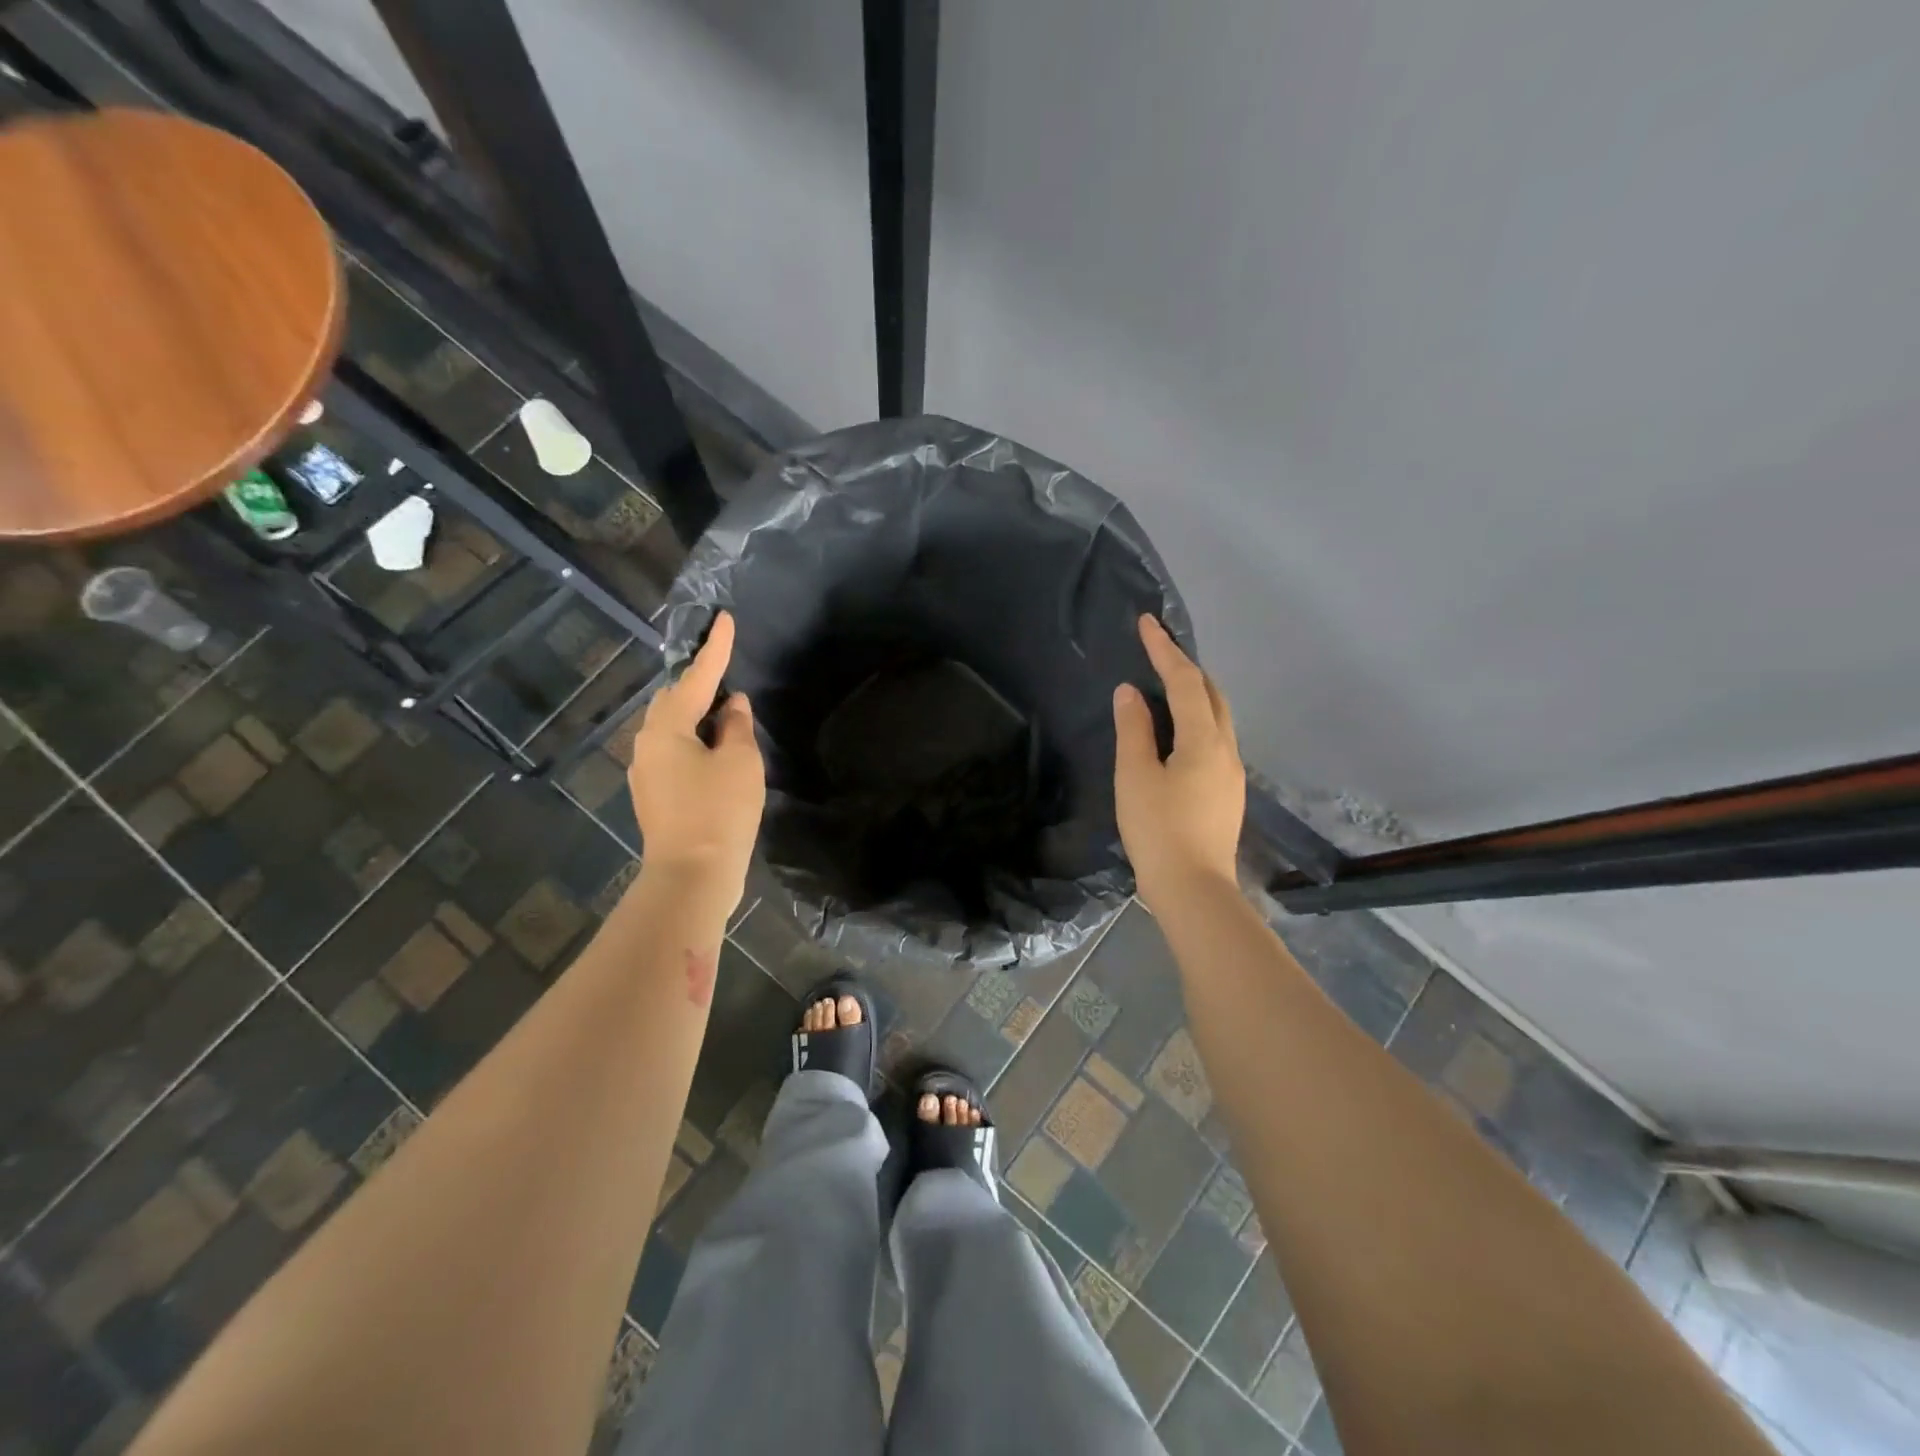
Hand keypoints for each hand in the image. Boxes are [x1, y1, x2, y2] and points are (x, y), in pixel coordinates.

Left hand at [628, 612, 765, 906]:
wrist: (692, 876)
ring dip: (698, 719)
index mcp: (666, 728)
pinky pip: (674, 754)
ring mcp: (646, 772)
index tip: (724, 620)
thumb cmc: (719, 811)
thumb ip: (736, 725)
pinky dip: (695, 745)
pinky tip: (717, 756)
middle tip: (730, 683)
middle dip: (700, 686)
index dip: (715, 649)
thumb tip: (731, 704)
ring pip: (672, 730)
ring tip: (728, 721)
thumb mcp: (739, 761)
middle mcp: (647, 744)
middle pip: (673, 701)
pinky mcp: (655, 796)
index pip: (696, 677)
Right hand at [1113, 615, 1244, 912]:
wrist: (1194, 890)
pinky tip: (1177, 732)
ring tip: (1167, 686)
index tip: (1147, 623)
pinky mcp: (1228, 793)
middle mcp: (1227, 749)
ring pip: (1218, 718)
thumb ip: (1133, 729)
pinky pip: (1215, 739)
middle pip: (1212, 695)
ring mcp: (1232, 773)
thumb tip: (1131, 692)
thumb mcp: (1135, 777)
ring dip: (1195, 694)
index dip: (1164, 650)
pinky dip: (1197, 720)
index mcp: (1204, 740)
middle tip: (1158, 652)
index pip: (1186, 681)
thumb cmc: (1158, 830)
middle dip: (1187, 668)